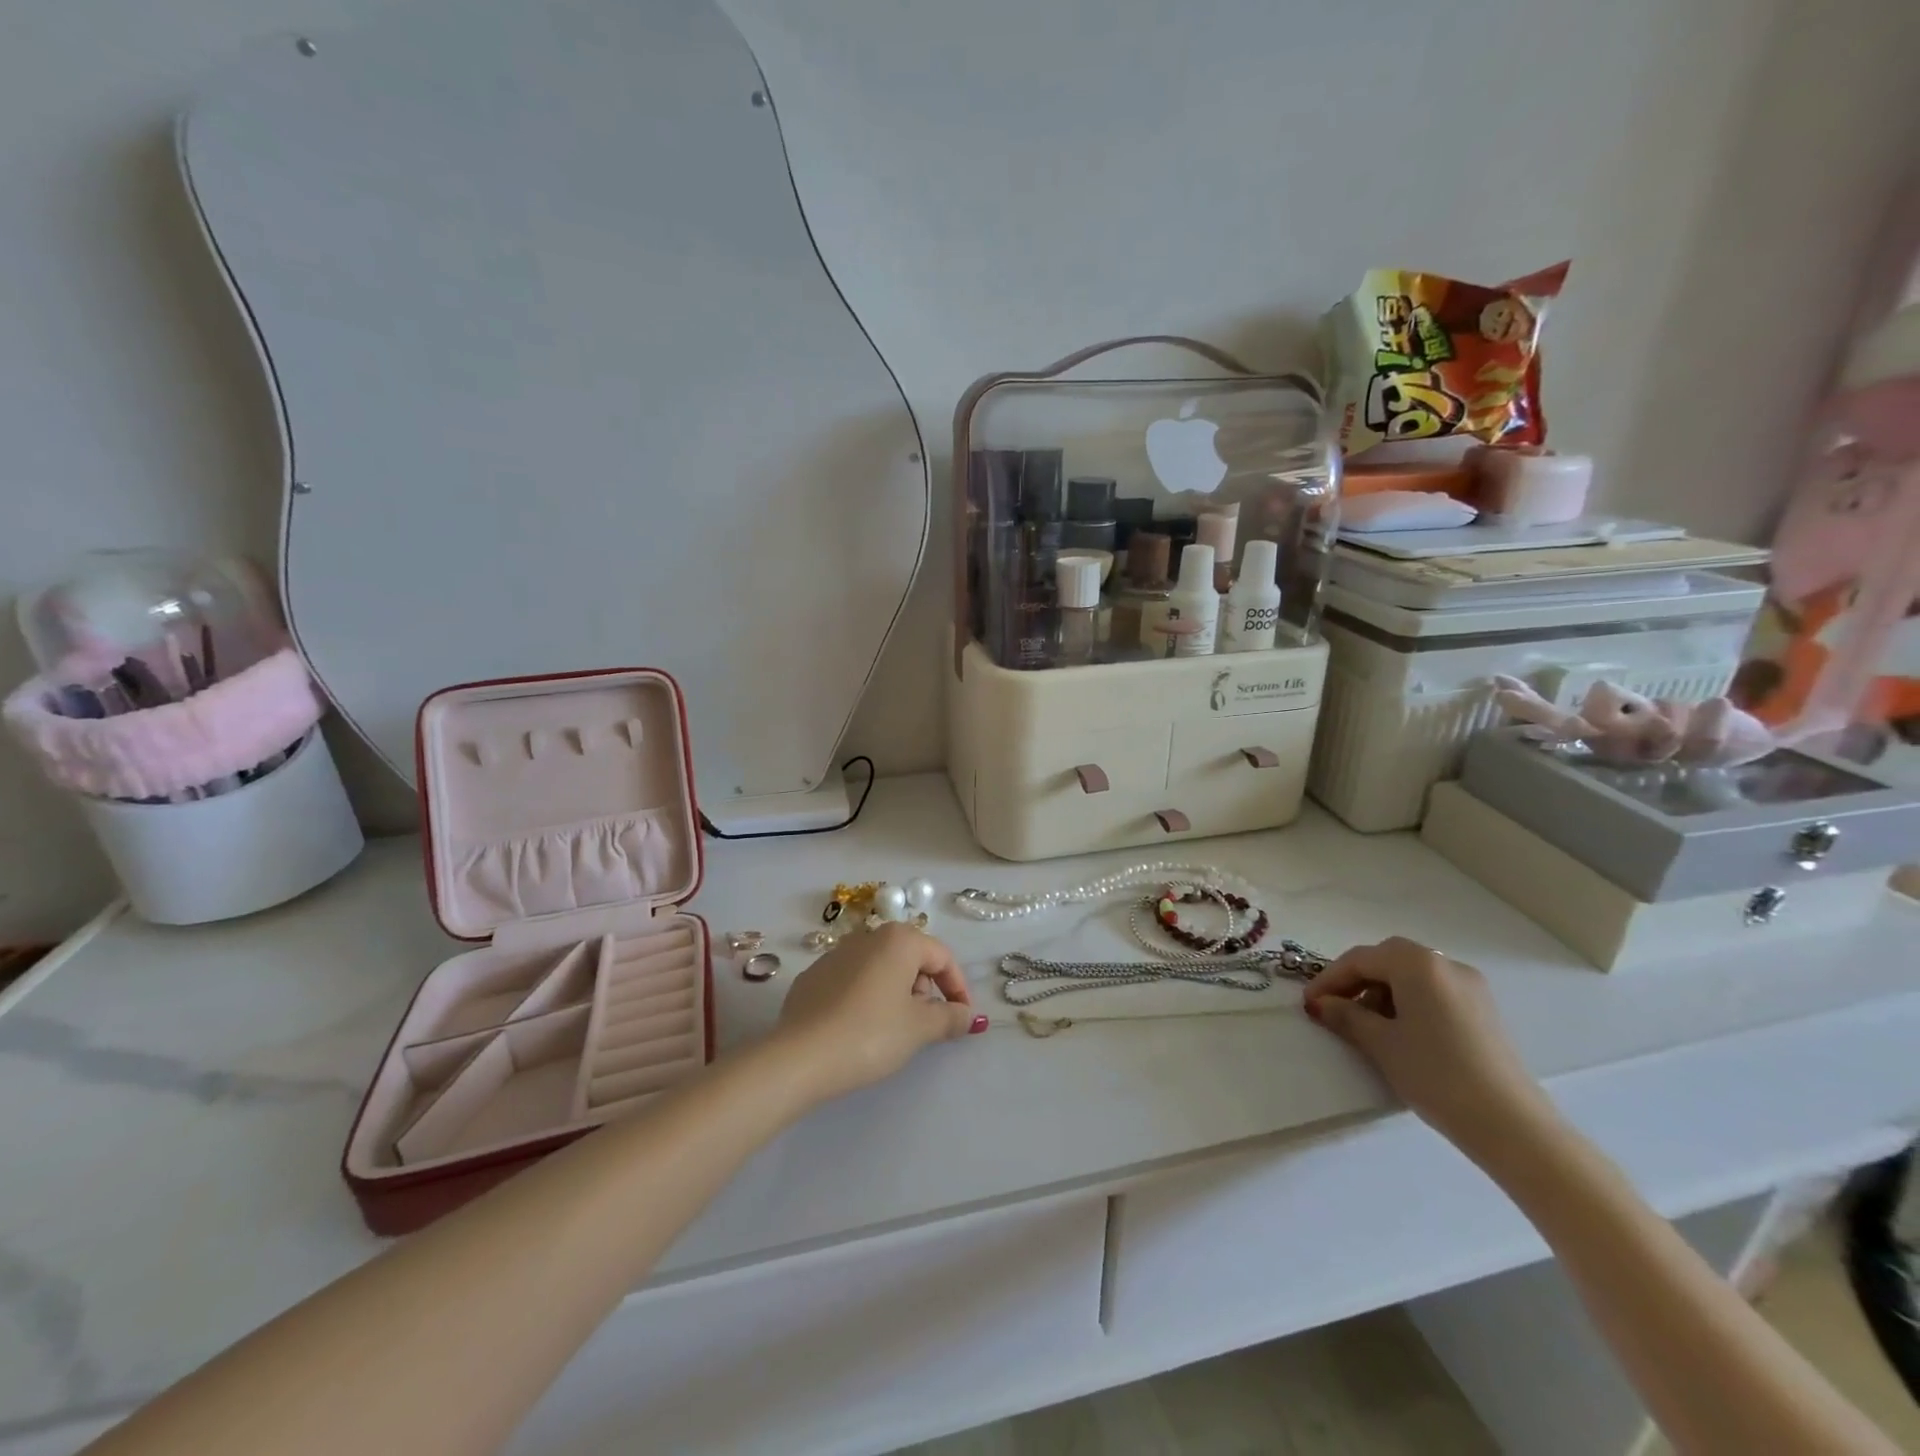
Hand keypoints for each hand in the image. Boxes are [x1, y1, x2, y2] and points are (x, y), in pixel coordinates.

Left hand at [772, 924, 984, 1105]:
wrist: (800, 1057)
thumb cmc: (871, 1034)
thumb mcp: (920, 1028)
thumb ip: (950, 1017)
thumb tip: (968, 1015)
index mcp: (898, 940)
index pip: (942, 956)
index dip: (958, 987)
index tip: (962, 1018)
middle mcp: (867, 936)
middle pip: (910, 958)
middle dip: (924, 990)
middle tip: (925, 1026)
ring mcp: (835, 954)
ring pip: (880, 969)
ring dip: (895, 994)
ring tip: (893, 1031)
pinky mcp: (813, 977)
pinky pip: (852, 982)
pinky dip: (865, 999)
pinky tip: (859, 1030)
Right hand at [1302, 937, 1553, 1154]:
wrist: (1512, 1125)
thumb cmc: (1436, 1074)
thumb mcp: (1381, 1043)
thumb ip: (1346, 1016)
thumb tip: (1321, 1003)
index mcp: (1417, 964)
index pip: (1360, 959)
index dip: (1329, 979)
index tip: (1310, 1004)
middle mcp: (1445, 964)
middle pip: (1387, 960)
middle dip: (1356, 981)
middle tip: (1334, 1009)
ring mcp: (1471, 987)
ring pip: (1412, 976)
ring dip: (1382, 993)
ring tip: (1366, 1026)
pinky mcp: (1484, 1011)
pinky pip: (1434, 993)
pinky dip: (1409, 1003)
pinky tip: (1401, 1033)